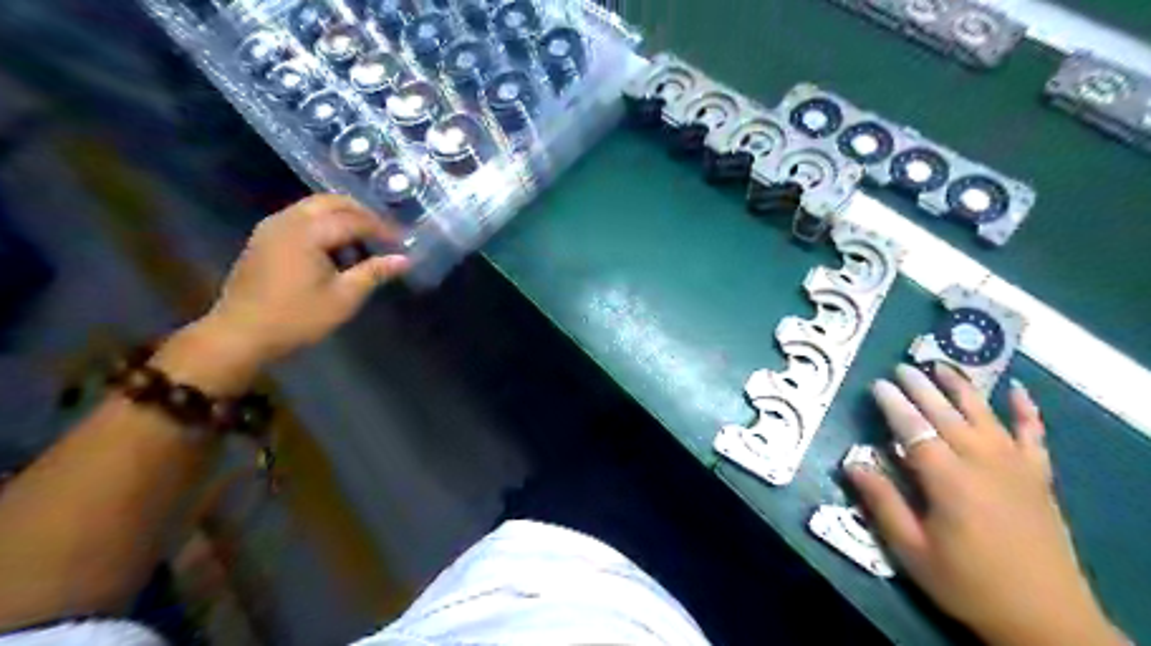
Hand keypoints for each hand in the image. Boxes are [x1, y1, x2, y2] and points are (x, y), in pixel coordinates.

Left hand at [200, 191, 411, 366]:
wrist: (240, 334)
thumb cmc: (297, 317)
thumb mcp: (343, 298)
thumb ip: (374, 272)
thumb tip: (404, 260)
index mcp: (307, 232)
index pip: (354, 220)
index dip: (381, 229)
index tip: (402, 242)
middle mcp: (288, 220)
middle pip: (331, 202)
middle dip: (361, 214)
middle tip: (384, 234)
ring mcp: (271, 227)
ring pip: (314, 208)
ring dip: (342, 218)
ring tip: (362, 243)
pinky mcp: (264, 239)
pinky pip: (300, 218)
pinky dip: (323, 225)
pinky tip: (334, 250)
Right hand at [848, 367, 1130, 642]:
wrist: (1046, 619)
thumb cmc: (968, 583)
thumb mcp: (912, 551)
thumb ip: (882, 503)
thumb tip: (852, 462)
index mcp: (949, 481)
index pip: (915, 429)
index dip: (894, 404)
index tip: (878, 384)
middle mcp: (983, 463)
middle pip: (947, 415)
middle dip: (922, 388)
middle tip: (903, 367)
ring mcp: (1017, 467)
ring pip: (986, 416)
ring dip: (963, 388)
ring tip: (943, 365)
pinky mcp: (1039, 478)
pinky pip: (1035, 435)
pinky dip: (1027, 411)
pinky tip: (1018, 390)